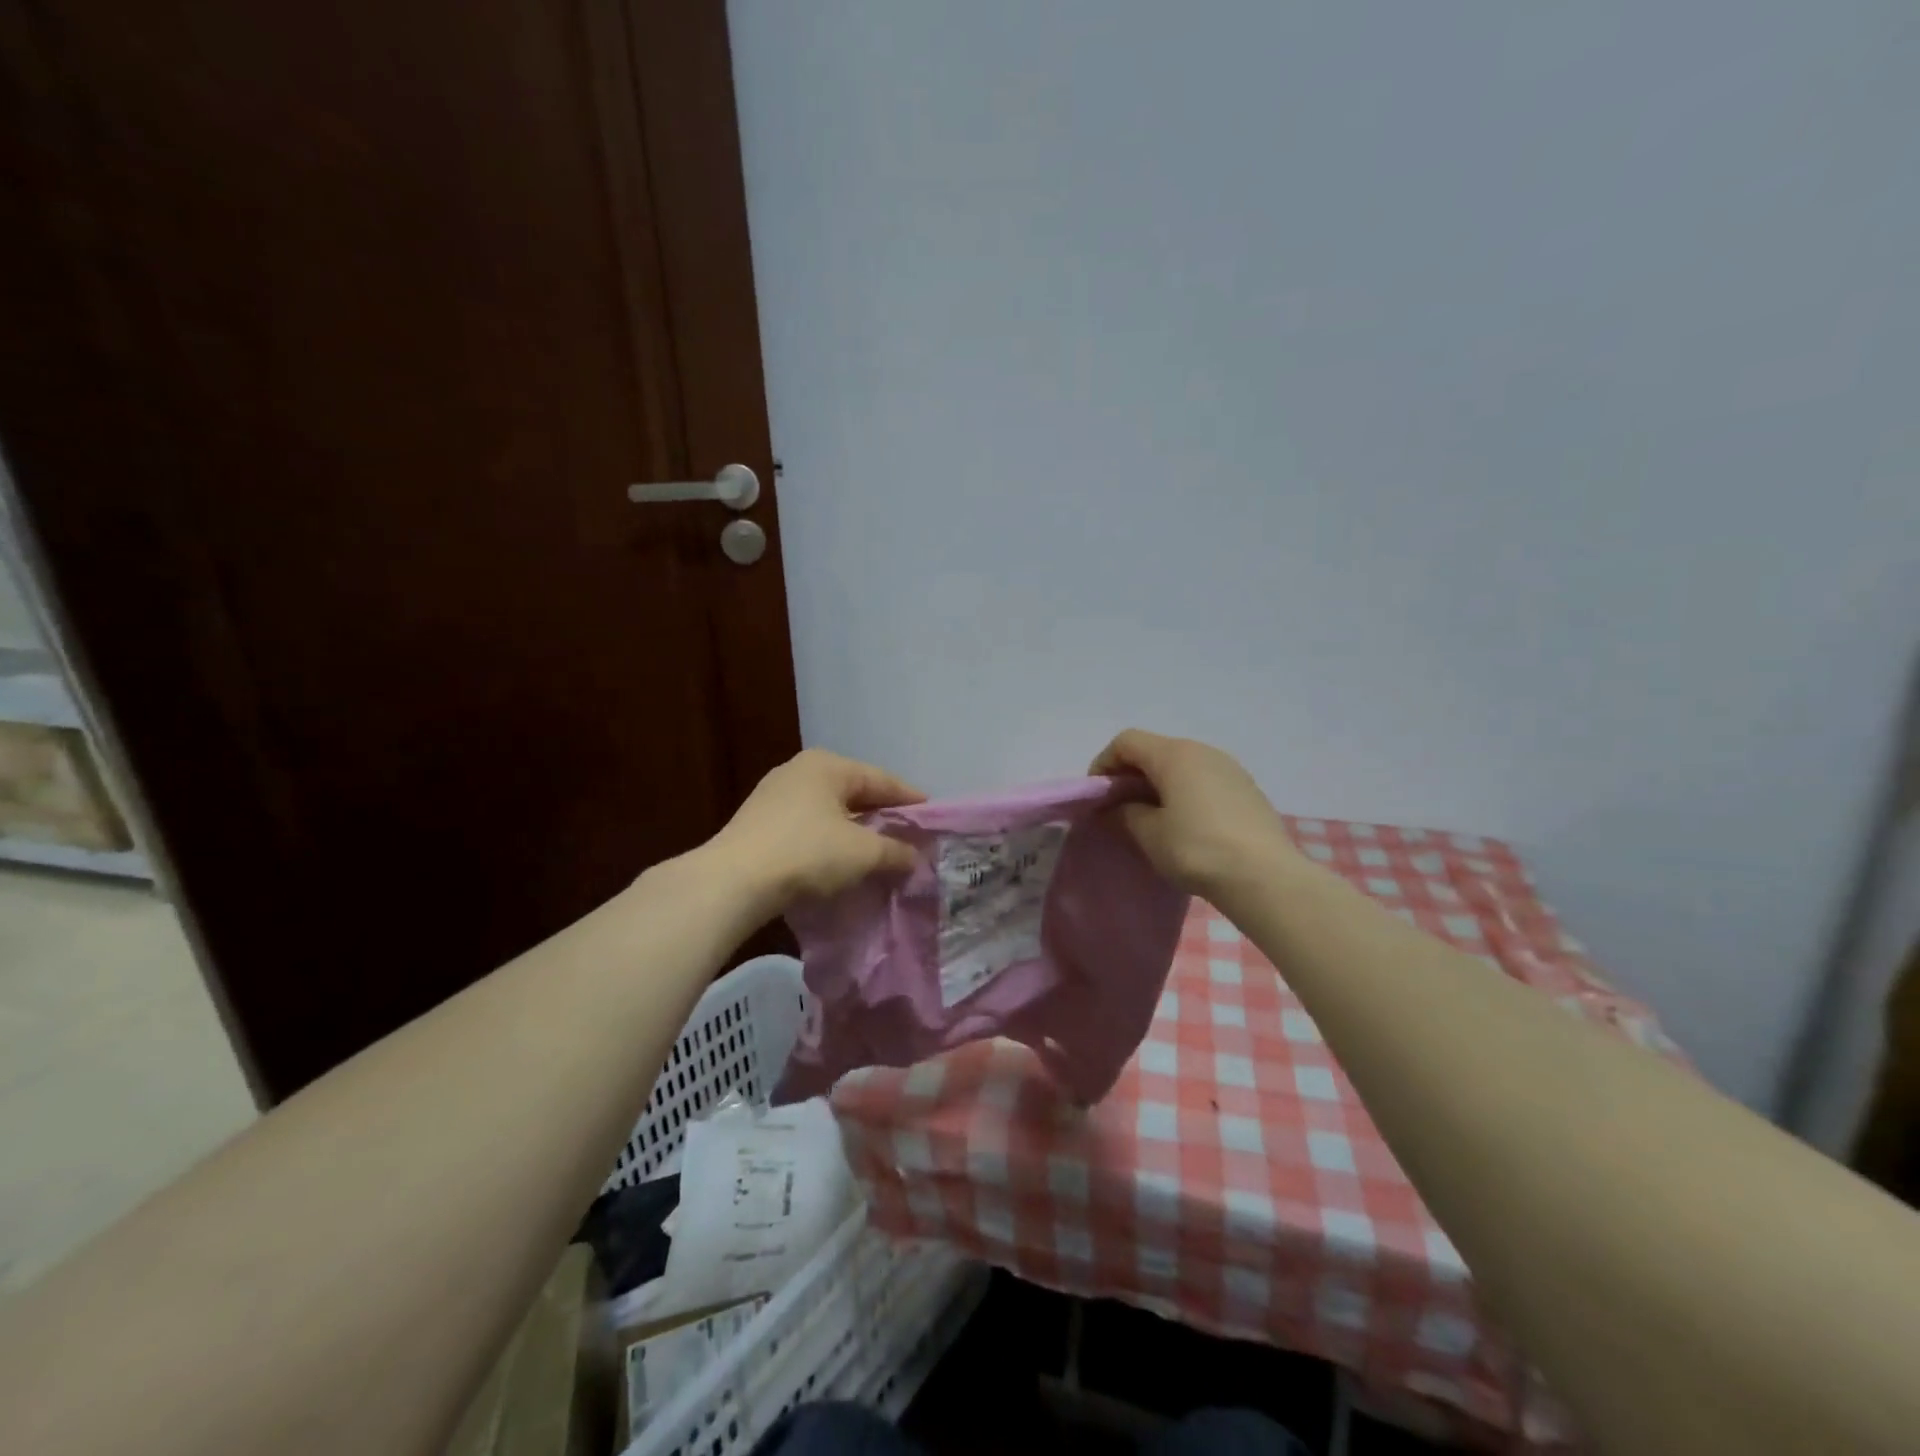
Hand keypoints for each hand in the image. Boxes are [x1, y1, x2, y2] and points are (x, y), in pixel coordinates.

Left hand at [706, 748, 924, 913]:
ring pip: (831, 811)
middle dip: (882, 816)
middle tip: (909, 836)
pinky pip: (809, 827)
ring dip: (855, 831)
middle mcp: (800, 771)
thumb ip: (895, 851)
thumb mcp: (862, 853)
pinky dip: (830, 841)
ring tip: (878, 852)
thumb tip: (914, 857)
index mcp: (828, 765)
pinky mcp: (759, 823)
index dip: (911, 800)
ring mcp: (775, 796)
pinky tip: (840, 861)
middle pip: (855, 793)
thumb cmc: (806, 853)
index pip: (882, 779)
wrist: (733, 882)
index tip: (933, 818)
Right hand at [1090, 729, 1301, 896]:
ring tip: (1153, 818)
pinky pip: (1204, 780)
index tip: (1098, 796)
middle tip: (1120, 808)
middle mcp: (1203, 750)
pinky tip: (1187, 825)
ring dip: (1159, 784)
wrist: (1265, 877)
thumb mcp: (1149, 834)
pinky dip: (1185, 793)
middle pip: (1155, 750)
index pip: (1127, 742)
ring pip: (1182, 765)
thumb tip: (1120, 807)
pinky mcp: (1247, 789)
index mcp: (1174, 755)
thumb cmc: (1197, 850)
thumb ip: (1126, 813)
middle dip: (1131, 774)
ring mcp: (1230, 768)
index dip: (1104, 764)